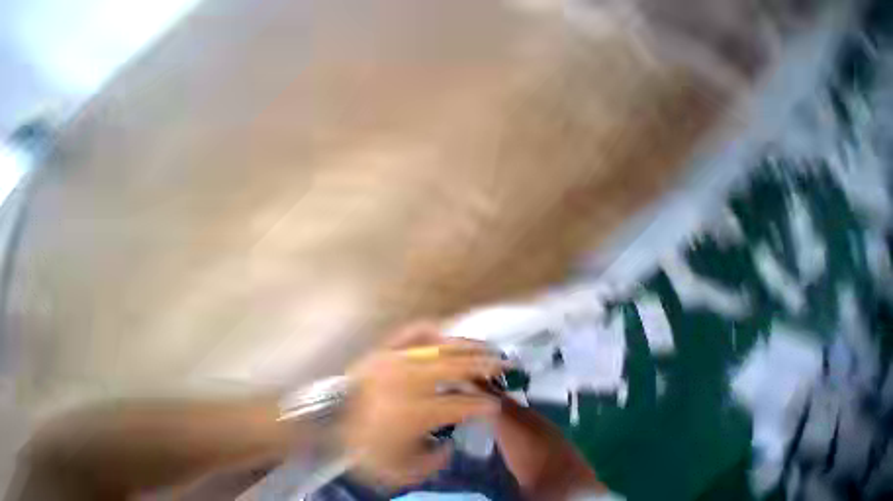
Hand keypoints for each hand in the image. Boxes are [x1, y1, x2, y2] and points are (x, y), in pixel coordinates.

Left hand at [339, 322, 505, 486]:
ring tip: (485, 345)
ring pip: (443, 346)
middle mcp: (415, 378)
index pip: (461, 403)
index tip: (496, 403)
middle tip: (503, 362)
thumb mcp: (396, 470)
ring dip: (467, 346)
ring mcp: (403, 357)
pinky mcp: (391, 347)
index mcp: (418, 409)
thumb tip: (450, 445)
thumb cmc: (363, 443)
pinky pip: (415, 331)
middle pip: (458, 366)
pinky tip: (445, 330)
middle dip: (485, 364)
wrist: (330, 415)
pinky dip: (432, 329)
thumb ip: (430, 463)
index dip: (482, 403)